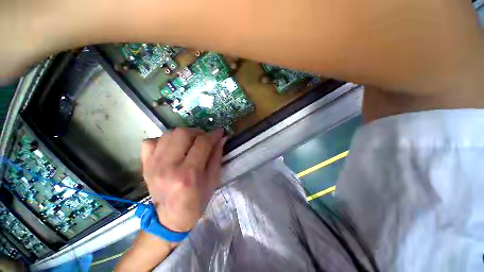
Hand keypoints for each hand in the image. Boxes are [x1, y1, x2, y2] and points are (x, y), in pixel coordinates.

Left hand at [141, 128, 225, 231]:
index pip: (202, 143)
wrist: (168, 219)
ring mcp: (153, 164)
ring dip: (184, 134)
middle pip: (183, 133)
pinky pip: (151, 141)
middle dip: (198, 132)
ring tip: (190, 143)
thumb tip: (221, 138)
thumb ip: (217, 156)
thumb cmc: (196, 202)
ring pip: (169, 134)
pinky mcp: (145, 165)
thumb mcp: (213, 181)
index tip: (219, 131)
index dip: (213, 134)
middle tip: (203, 139)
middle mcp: (169, 166)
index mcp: (189, 174)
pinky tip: (172, 148)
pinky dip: (164, 140)